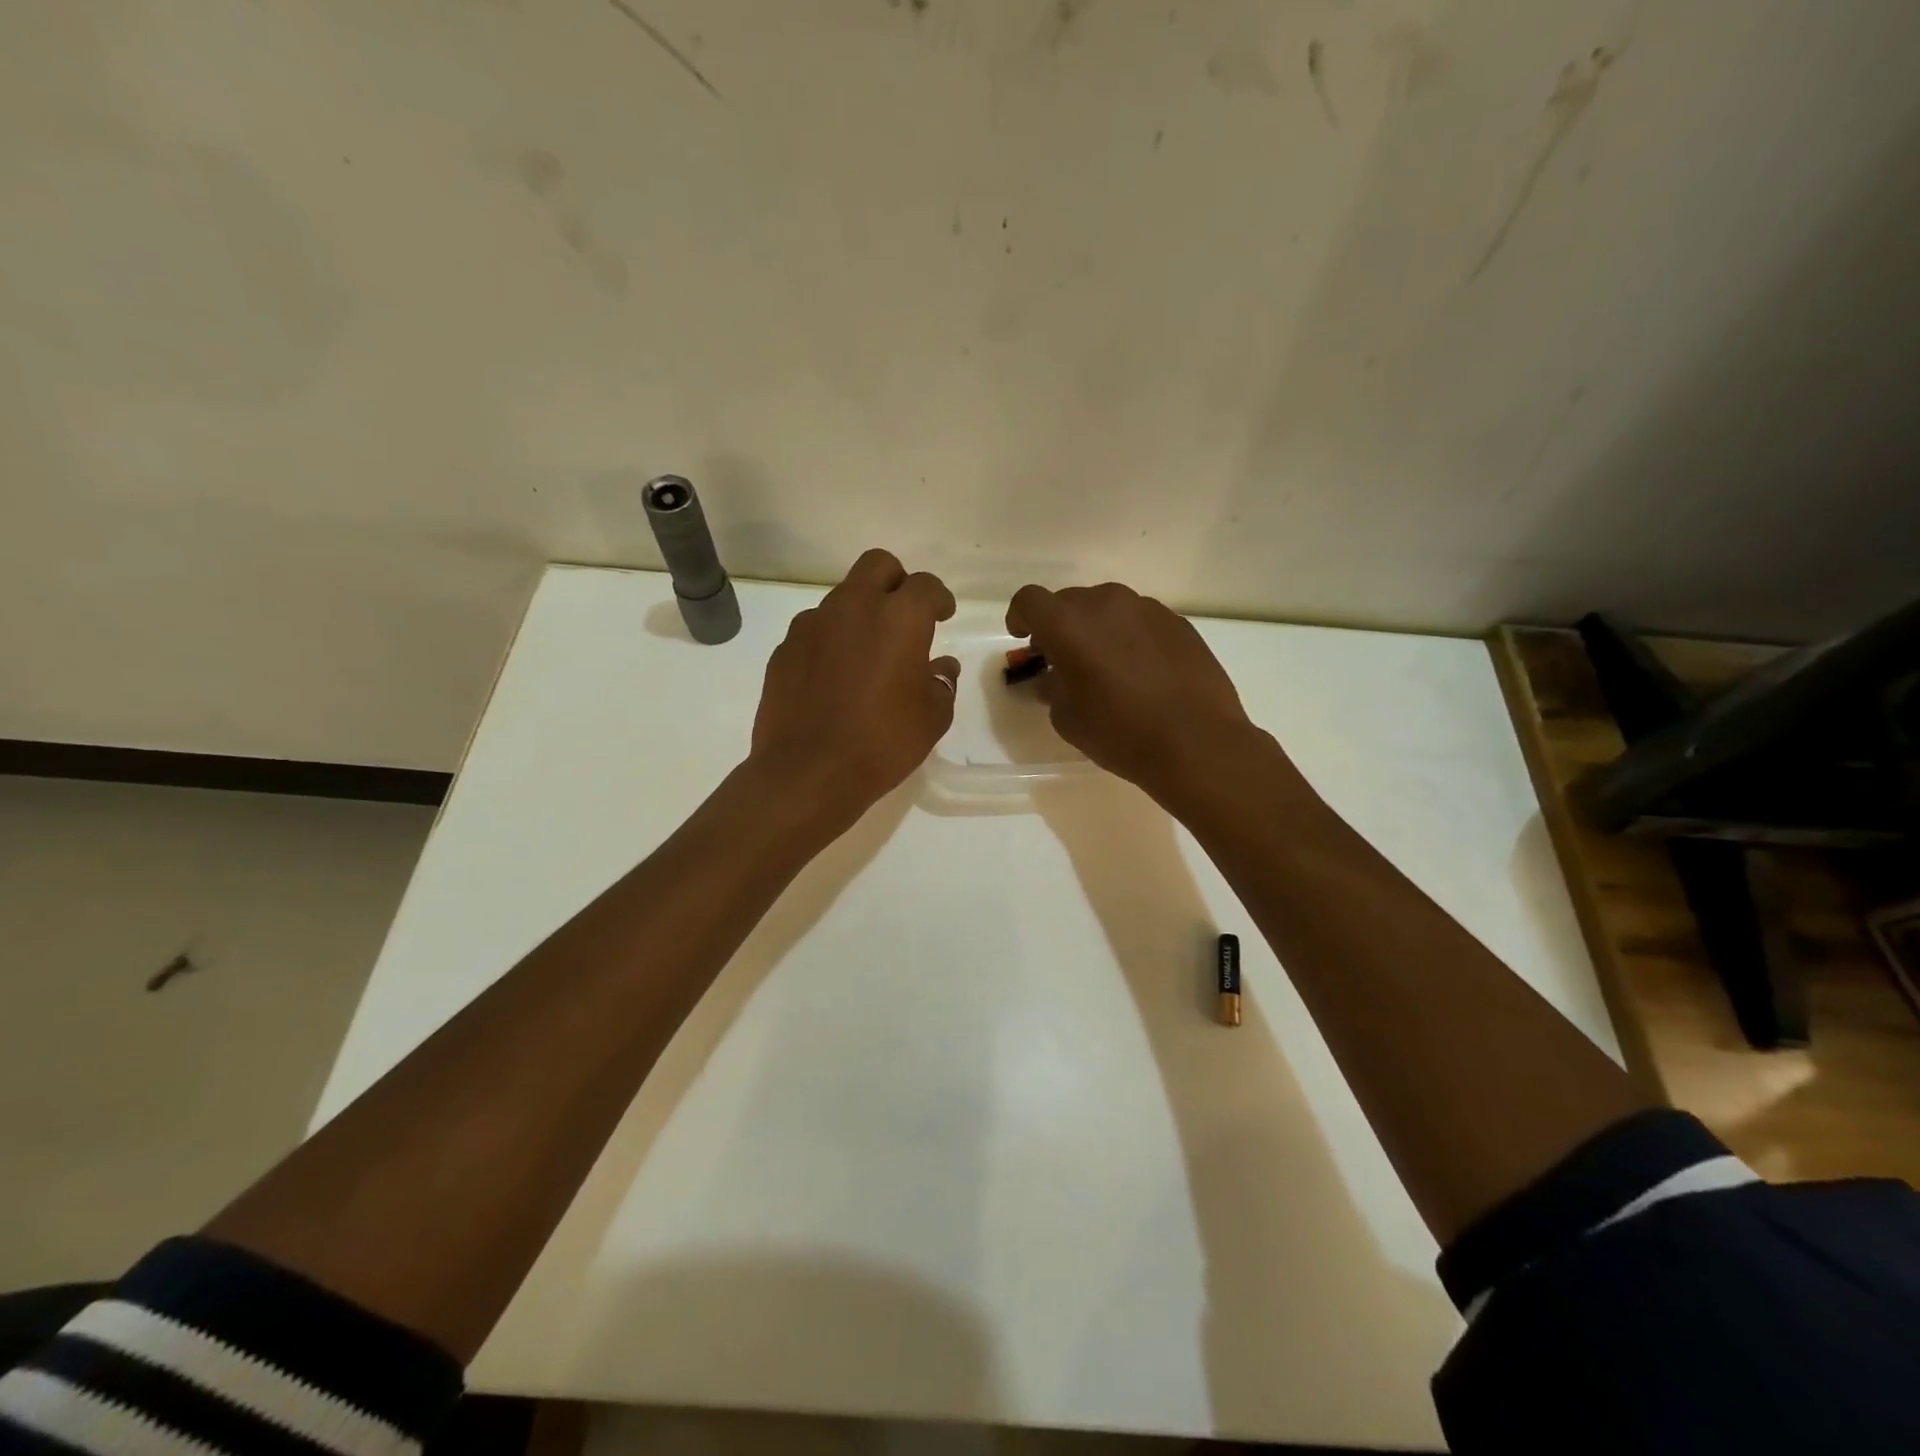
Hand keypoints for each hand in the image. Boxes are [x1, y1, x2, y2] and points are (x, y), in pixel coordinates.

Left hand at [752, 549, 959, 823]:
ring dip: (860, 613)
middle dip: (896, 582)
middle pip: (878, 565)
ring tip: (866, 655)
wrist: (807, 772)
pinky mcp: (784, 648)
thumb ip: (941, 684)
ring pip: (842, 597)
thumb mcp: (932, 719)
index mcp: (899, 618)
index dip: (938, 598)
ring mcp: (812, 624)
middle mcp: (854, 607)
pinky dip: (830, 641)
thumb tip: (940, 668)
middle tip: (904, 616)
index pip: (925, 585)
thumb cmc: (882, 743)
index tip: (942, 616)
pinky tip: (834, 677)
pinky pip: (814, 630)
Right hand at [1007, 581, 1263, 806]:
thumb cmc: (1119, 732)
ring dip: (1097, 629)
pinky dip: (1130, 637)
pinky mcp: (1177, 622)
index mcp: (1068, 624)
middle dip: (1059, 626)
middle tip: (1063, 660)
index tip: (1024, 638)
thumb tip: (1055, 678)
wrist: (1196, 742)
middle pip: (1069, 602)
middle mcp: (1105, 603)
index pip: (1029, 600)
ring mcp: (1146, 608)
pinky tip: (1142, 671)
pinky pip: (1140, 621)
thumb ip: (1052, 688)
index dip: (1020, 616)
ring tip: (1106, 666)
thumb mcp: (1067, 718)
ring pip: (1108, 608)